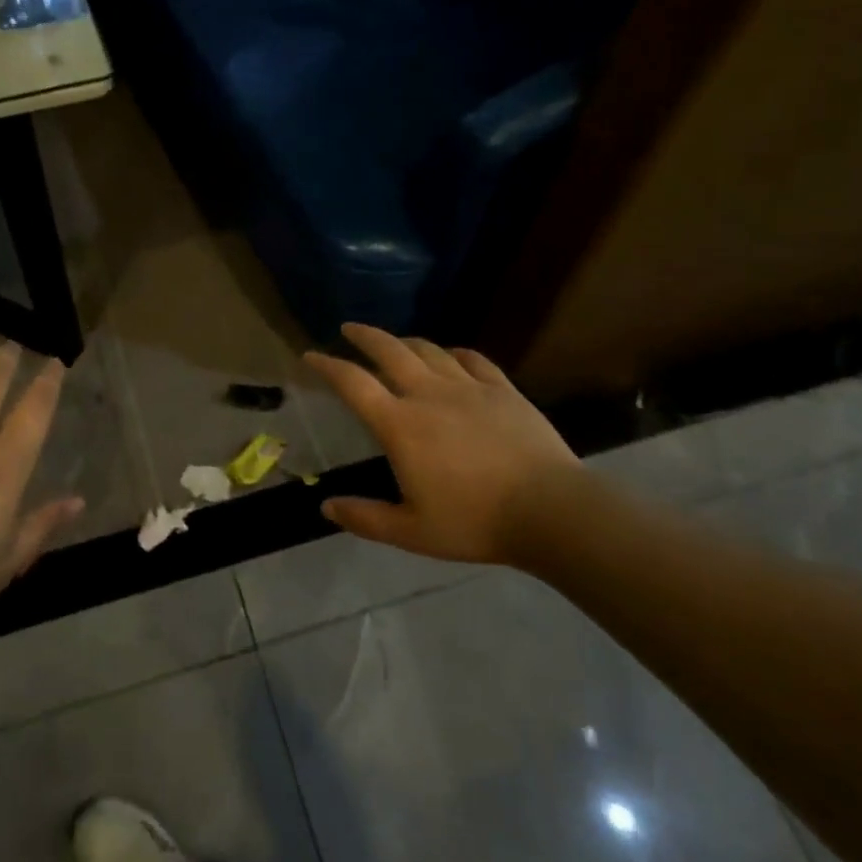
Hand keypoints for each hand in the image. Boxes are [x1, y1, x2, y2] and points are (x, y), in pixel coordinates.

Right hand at [305, 324, 579, 566]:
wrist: (550, 511)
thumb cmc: (474, 522)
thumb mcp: (412, 532)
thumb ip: (366, 518)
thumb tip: (326, 507)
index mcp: (399, 424)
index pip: (353, 383)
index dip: (327, 366)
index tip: (310, 356)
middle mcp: (428, 394)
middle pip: (388, 350)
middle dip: (364, 336)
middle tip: (349, 329)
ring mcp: (468, 386)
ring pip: (428, 350)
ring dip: (405, 342)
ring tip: (396, 344)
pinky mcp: (502, 389)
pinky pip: (472, 359)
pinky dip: (454, 353)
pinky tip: (452, 356)